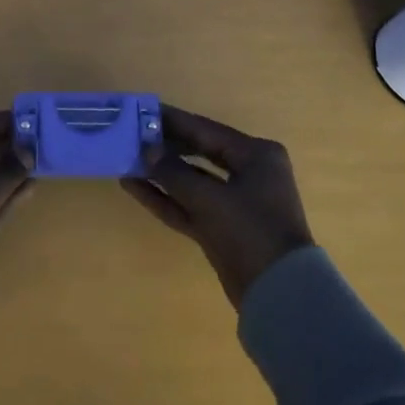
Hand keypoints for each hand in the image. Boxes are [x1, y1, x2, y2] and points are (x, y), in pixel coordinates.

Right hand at [122, 104, 314, 308]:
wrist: (279, 294)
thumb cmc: (251, 231)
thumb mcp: (210, 199)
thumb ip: (174, 172)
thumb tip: (147, 150)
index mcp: (256, 155)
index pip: (206, 130)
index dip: (173, 121)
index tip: (143, 110)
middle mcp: (249, 173)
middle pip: (198, 152)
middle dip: (165, 146)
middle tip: (130, 134)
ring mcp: (235, 202)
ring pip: (190, 180)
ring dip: (160, 173)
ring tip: (125, 159)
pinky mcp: (221, 228)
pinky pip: (188, 205)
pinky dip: (165, 197)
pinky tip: (134, 187)